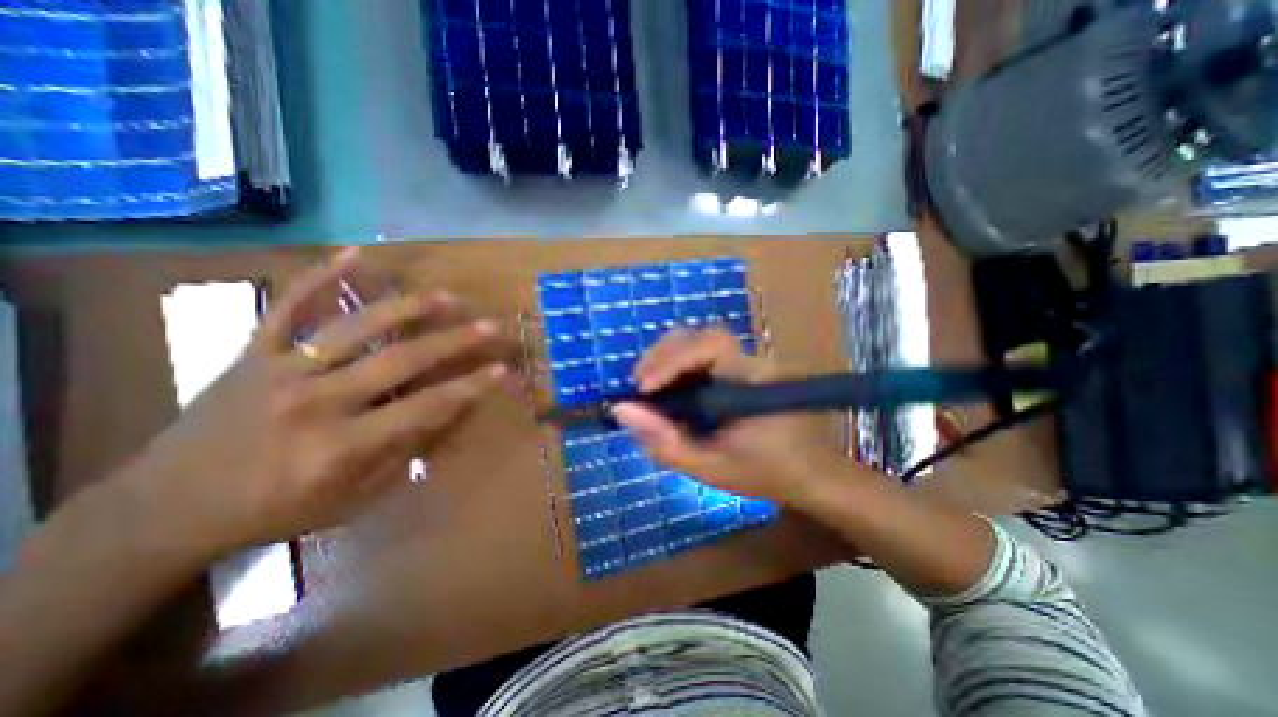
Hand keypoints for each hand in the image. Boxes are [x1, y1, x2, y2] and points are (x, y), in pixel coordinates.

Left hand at [126, 247, 510, 553]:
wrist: (166, 508)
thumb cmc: (276, 510)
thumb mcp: (353, 499)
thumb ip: (404, 452)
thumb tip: (448, 414)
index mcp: (340, 447)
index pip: (423, 408)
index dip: (469, 388)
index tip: (503, 370)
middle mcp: (315, 402)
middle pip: (399, 362)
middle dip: (454, 342)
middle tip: (491, 326)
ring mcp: (280, 370)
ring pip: (355, 328)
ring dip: (406, 309)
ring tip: (446, 296)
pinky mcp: (253, 353)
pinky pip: (288, 307)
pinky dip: (322, 278)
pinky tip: (354, 254)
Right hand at [612, 329, 846, 502]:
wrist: (809, 472)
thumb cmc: (764, 472)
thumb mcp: (710, 469)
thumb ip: (665, 442)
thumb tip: (621, 410)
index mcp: (753, 381)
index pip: (711, 346)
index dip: (672, 360)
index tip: (643, 390)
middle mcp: (752, 361)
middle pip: (701, 335)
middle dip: (663, 355)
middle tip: (640, 387)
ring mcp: (748, 362)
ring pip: (699, 341)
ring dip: (667, 358)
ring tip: (649, 388)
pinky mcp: (741, 368)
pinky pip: (703, 355)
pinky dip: (678, 366)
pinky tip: (668, 389)